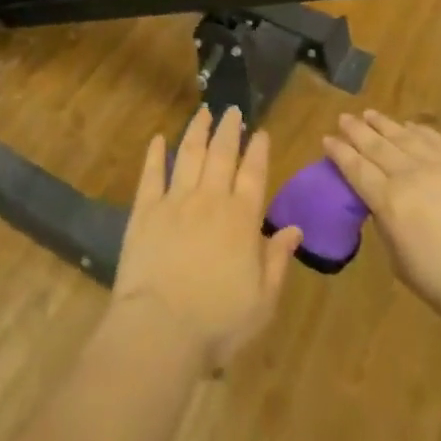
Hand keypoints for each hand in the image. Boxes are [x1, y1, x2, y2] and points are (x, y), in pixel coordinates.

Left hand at [113, 107, 305, 373]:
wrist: (160, 329)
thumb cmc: (218, 322)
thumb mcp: (263, 300)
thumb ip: (278, 260)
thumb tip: (295, 229)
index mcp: (242, 219)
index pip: (254, 174)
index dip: (258, 150)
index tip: (261, 131)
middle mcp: (210, 200)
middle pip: (222, 155)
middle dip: (229, 130)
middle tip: (232, 110)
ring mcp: (175, 201)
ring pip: (189, 153)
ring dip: (197, 130)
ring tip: (203, 111)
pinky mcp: (145, 211)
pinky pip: (151, 174)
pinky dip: (155, 154)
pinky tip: (158, 138)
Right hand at [324, 111, 440, 339]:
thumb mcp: (402, 263)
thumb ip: (387, 226)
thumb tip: (382, 205)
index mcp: (390, 202)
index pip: (356, 169)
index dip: (339, 152)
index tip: (327, 138)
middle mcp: (411, 174)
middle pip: (376, 145)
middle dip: (356, 130)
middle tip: (343, 118)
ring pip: (404, 135)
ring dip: (383, 124)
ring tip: (369, 114)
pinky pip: (435, 139)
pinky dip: (417, 130)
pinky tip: (409, 126)